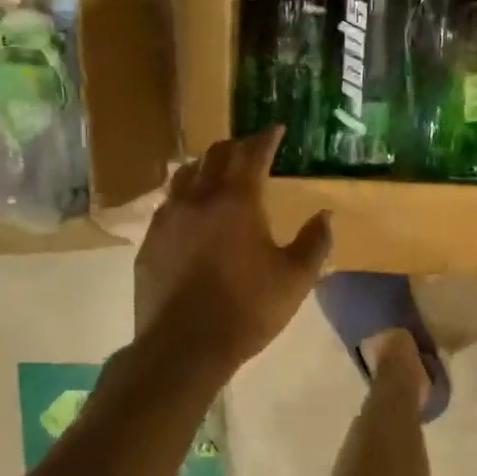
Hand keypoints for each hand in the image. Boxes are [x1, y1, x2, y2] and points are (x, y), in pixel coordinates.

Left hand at [135, 128, 331, 374]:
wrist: (184, 346)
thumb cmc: (247, 309)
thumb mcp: (295, 279)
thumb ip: (315, 242)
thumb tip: (326, 214)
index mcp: (237, 201)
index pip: (252, 154)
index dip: (266, 138)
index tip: (276, 129)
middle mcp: (199, 198)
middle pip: (215, 155)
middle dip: (235, 146)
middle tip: (250, 148)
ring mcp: (169, 218)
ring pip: (185, 174)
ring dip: (205, 165)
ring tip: (216, 170)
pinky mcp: (150, 241)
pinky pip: (168, 203)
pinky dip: (184, 194)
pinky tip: (189, 209)